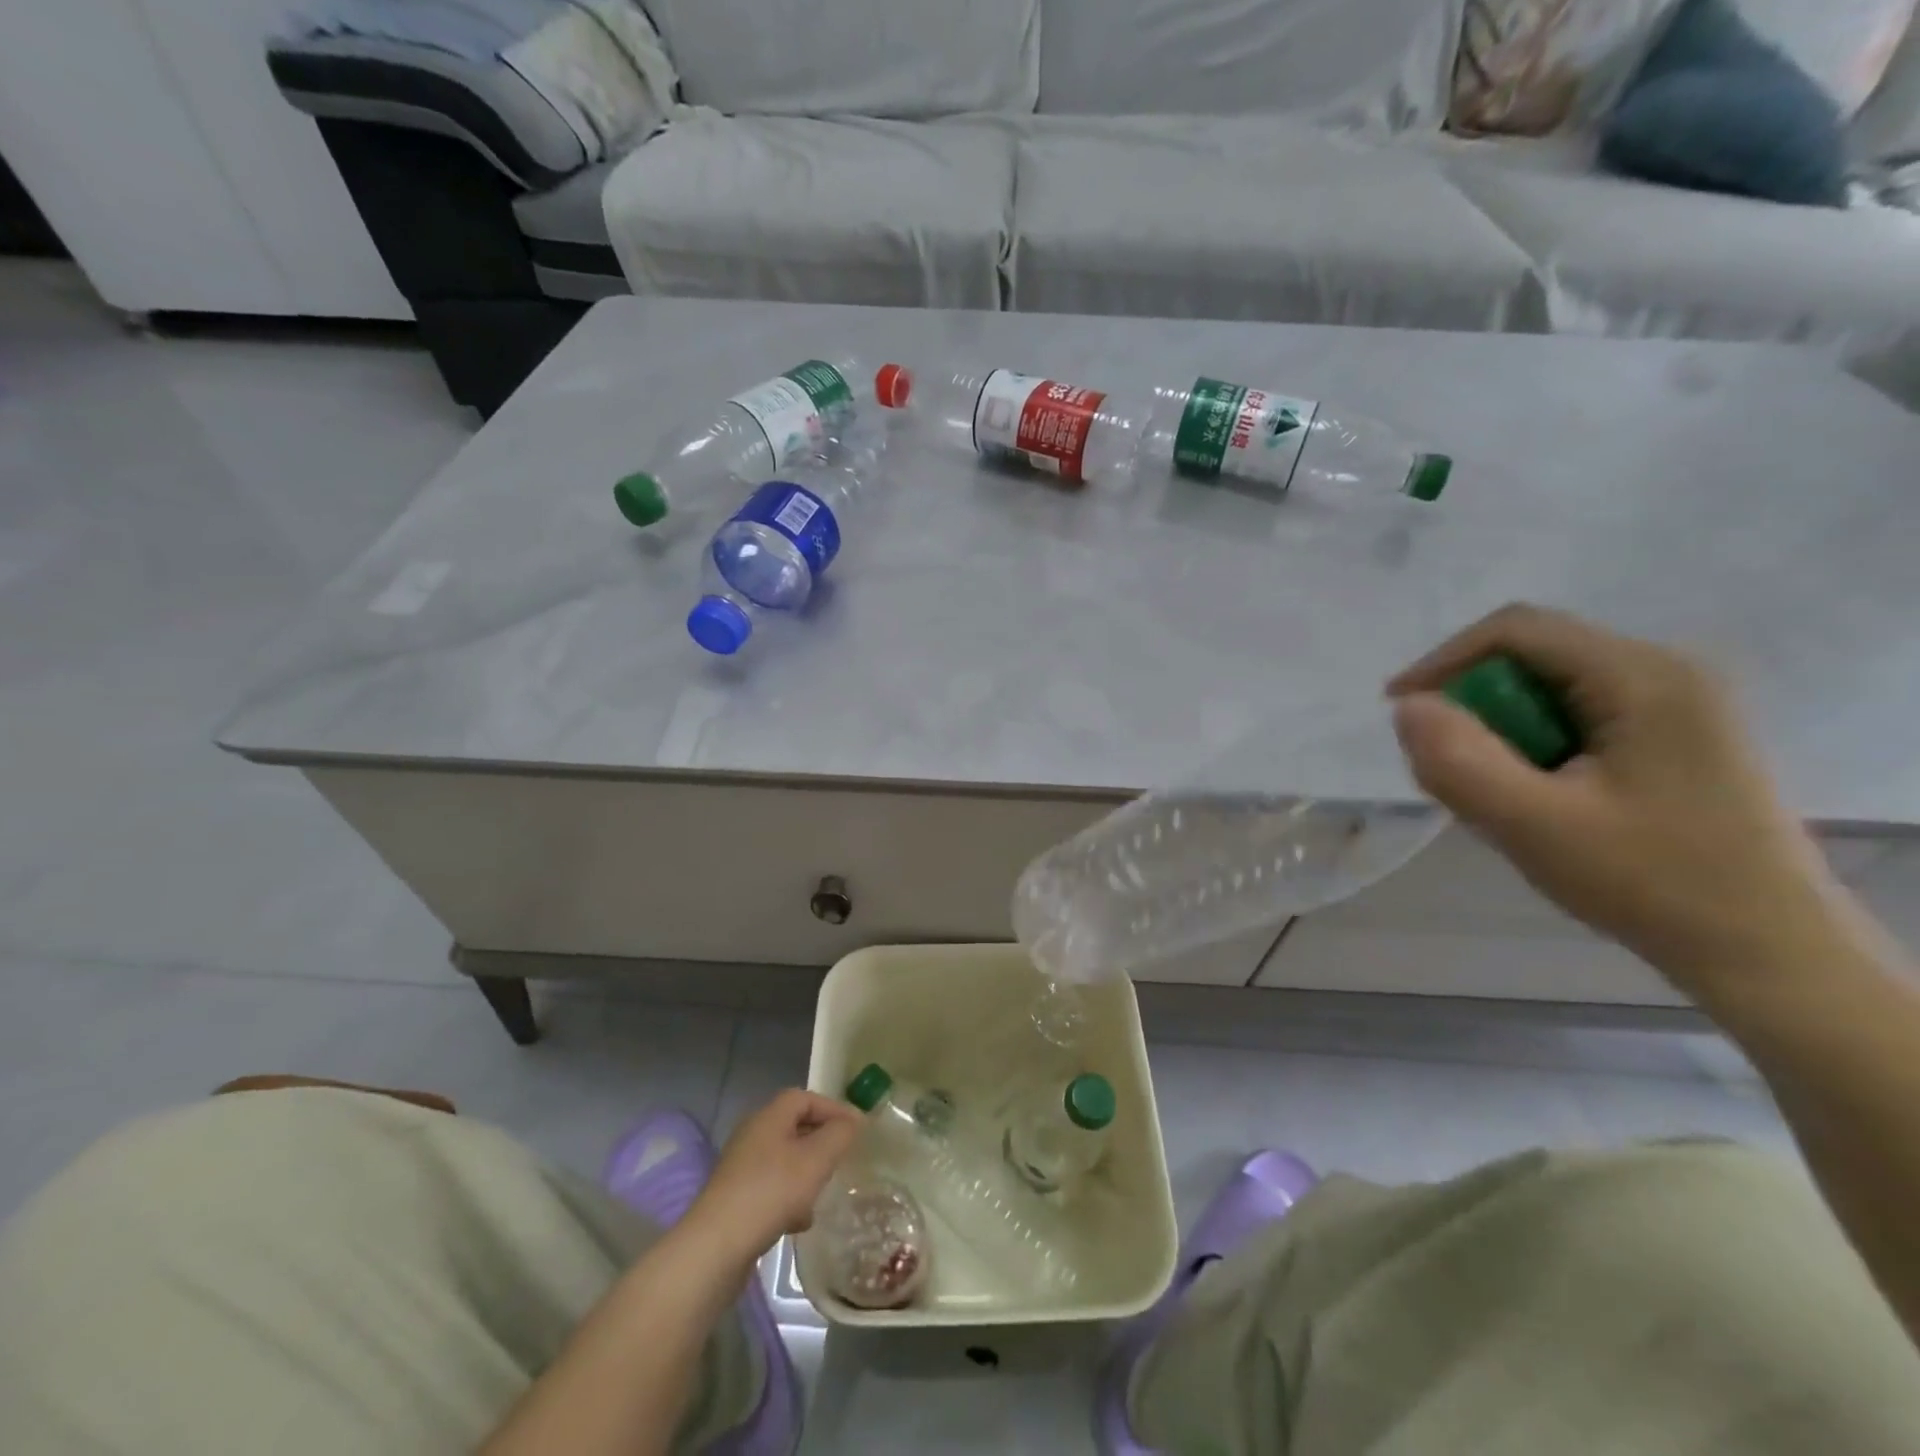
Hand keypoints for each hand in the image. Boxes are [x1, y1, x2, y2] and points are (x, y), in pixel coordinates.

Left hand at [684, 1090, 862, 1267]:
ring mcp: (741, 1168)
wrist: (715, 1248)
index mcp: (769, 1117)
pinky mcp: (735, 1199)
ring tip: (823, 1192)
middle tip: (842, 1158)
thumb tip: (853, 1120)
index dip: (833, 1108)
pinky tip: (800, 1222)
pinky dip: (790, 1197)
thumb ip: (839, 1135)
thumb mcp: (816, 1160)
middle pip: (794, 1127)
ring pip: (784, 1160)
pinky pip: (771, 1188)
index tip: (856, 1129)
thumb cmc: (770, 1192)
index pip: (805, 1097)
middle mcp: (752, 1135)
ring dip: (807, 1172)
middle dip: (821, 1141)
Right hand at [1388, 604, 1849, 997]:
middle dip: (1475, 705)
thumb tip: (1407, 707)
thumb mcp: (1534, 826)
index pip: (1516, 630)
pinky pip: (1576, 716)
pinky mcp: (1674, 736)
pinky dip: (1534, 746)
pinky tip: (1537, 798)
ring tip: (1495, 794)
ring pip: (1549, 689)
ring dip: (1502, 731)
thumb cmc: (1652, 884)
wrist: (1769, 953)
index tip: (1399, 712)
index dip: (1442, 661)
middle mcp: (1665, 671)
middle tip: (1451, 769)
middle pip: (1532, 656)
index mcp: (1642, 676)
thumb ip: (1459, 762)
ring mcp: (1677, 703)